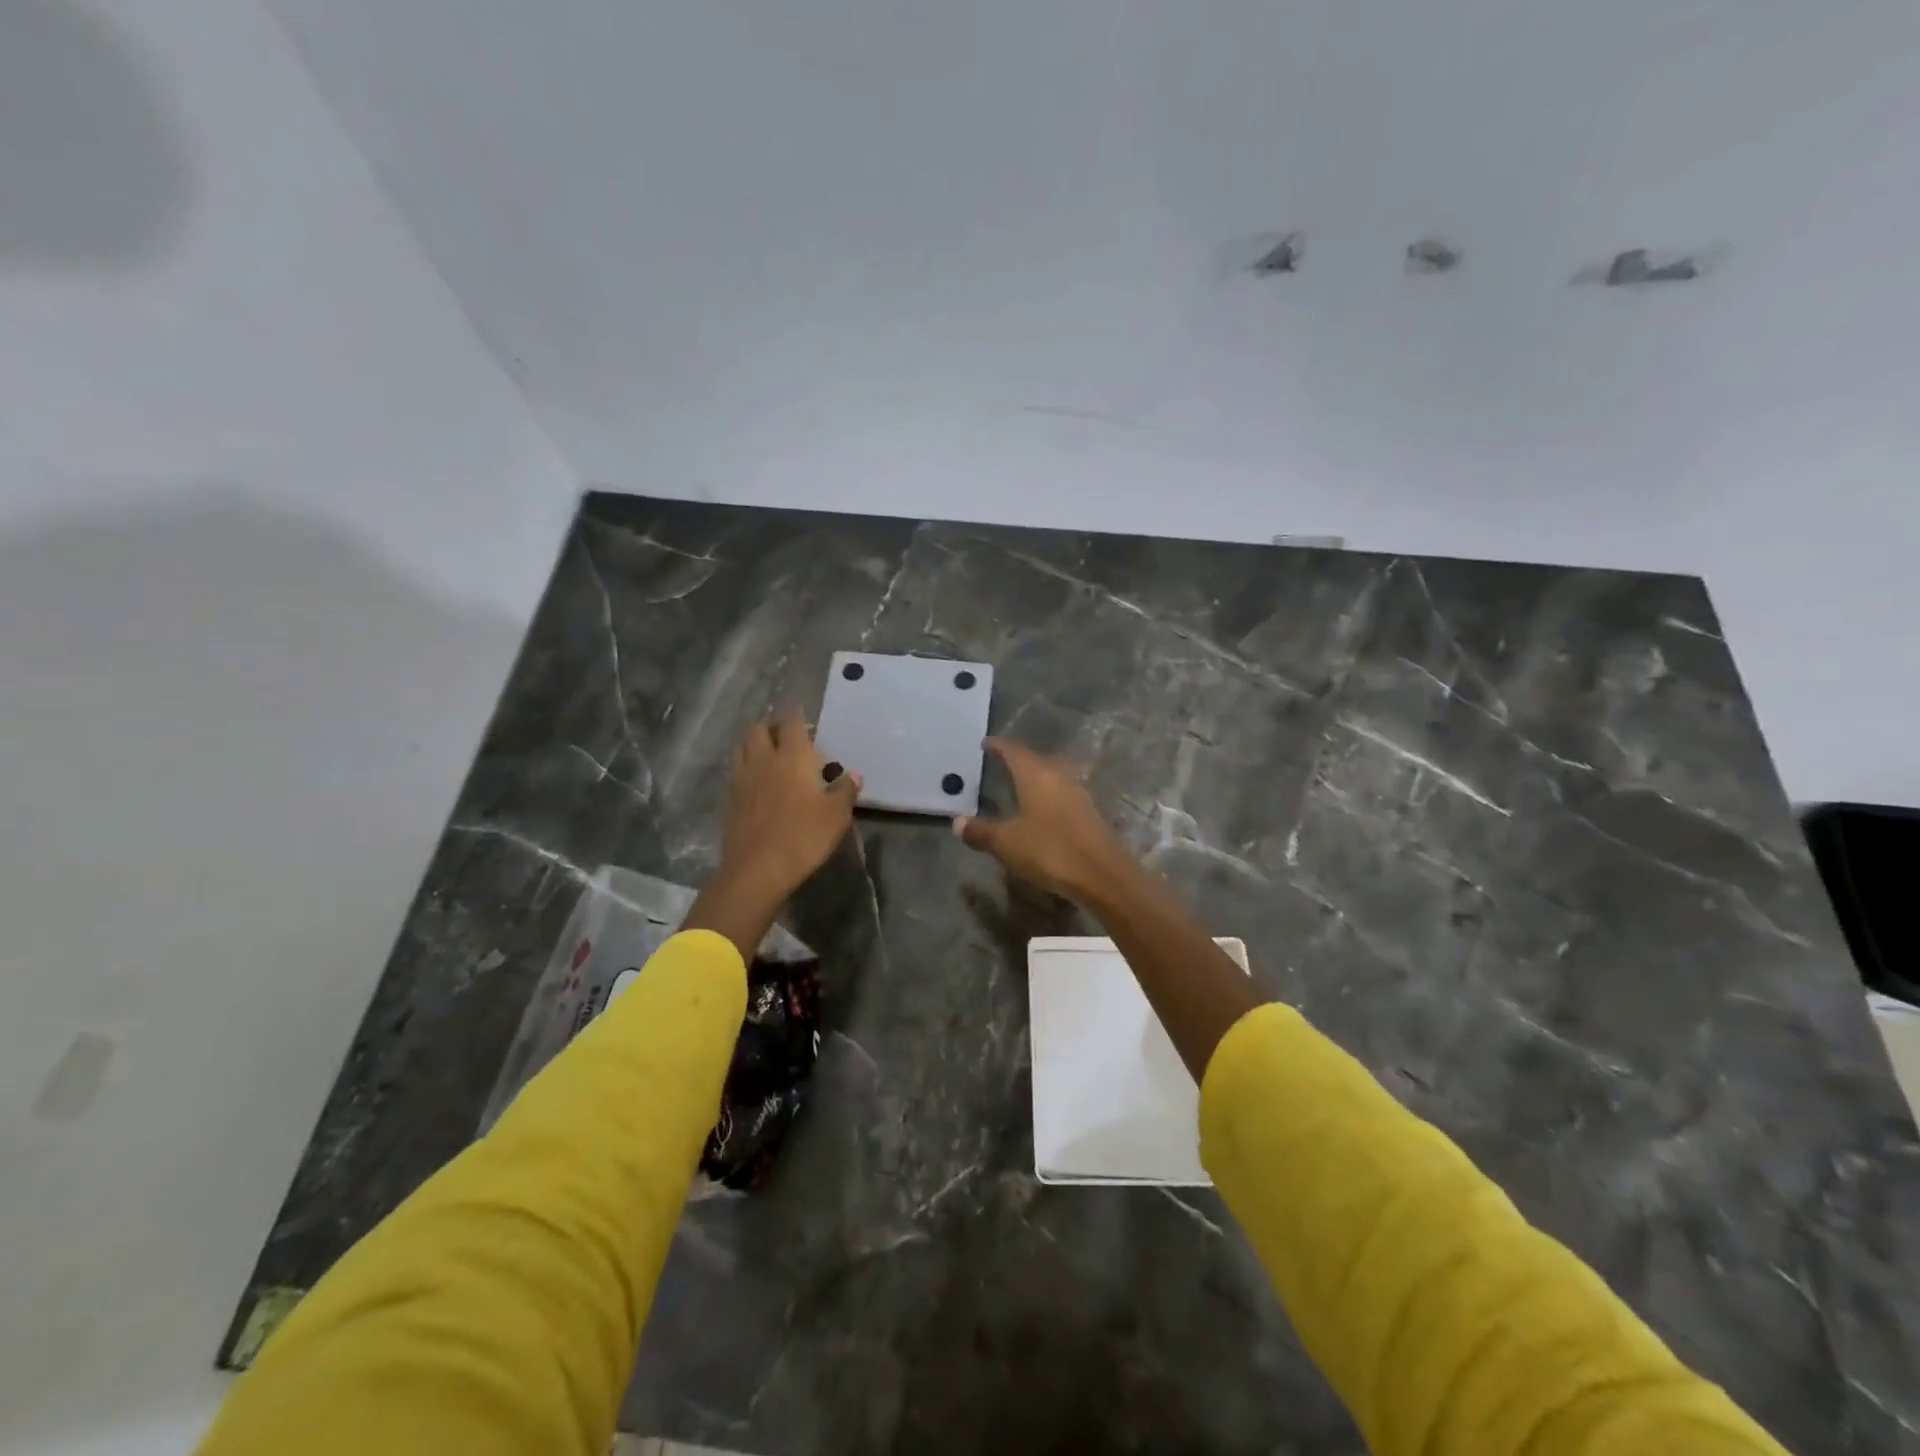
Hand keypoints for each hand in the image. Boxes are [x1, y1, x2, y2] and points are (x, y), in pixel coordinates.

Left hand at [685, 710, 861, 959]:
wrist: (758, 869)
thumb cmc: (804, 837)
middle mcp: (764, 760)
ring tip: (770, 754)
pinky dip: (747, 766)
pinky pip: (737, 770)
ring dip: (756, 744)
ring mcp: (743, 779)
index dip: (798, 716)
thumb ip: (846, 790)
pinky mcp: (731, 799)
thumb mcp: (837, 815)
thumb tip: (854, 774)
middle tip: (787, 737)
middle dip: (772, 726)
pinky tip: (759, 781)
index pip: (792, 723)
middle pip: (759, 729)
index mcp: (792, 757)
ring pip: (743, 747)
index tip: (805, 717)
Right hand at [953, 738, 1129, 902]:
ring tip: (1020, 787)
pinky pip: (1063, 797)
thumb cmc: (1049, 851)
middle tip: (1001, 764)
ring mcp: (1079, 795)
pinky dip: (1048, 799)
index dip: (999, 746)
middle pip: (1036, 761)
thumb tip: (958, 822)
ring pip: (1052, 778)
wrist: (1102, 875)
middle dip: (1018, 761)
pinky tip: (1042, 813)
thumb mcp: (1007, 843)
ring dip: (1036, 779)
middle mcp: (1059, 778)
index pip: (1014, 751)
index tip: (986, 743)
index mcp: (1036, 775)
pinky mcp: (1090, 815)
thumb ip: (981, 832)